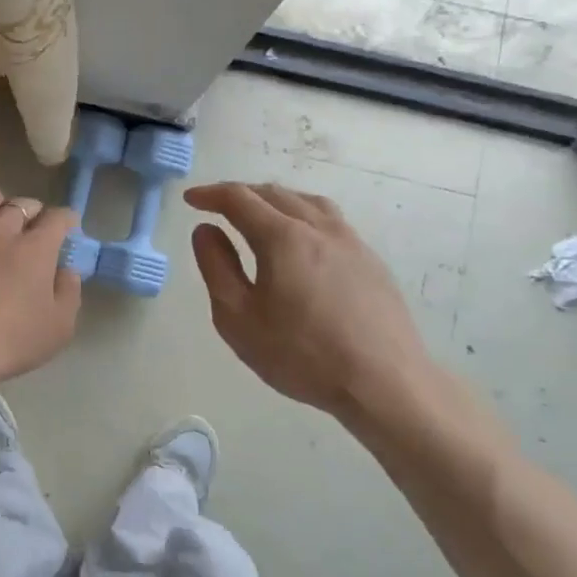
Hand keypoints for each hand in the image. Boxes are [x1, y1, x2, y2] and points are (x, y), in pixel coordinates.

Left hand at [0, 190, 82, 388]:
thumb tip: (67, 270)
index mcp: (34, 247)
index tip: (68, 229)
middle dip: (32, 210)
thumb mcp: (59, 326)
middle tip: (34, 223)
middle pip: (18, 205)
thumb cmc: (11, 339)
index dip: (66, 220)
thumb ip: (69, 291)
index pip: (56, 218)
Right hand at [185, 182, 447, 435]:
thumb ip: (217, 267)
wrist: (385, 383)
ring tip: (259, 214)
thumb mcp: (238, 318)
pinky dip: (303, 215)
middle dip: (240, 194)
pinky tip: (302, 241)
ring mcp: (350, 241)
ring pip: (306, 202)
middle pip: (274, 194)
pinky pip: (330, 220)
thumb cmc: (302, 355)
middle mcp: (318, 227)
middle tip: (218, 207)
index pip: (239, 199)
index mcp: (282, 237)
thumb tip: (206, 230)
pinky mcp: (371, 260)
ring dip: (274, 200)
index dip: (210, 195)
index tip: (191, 199)